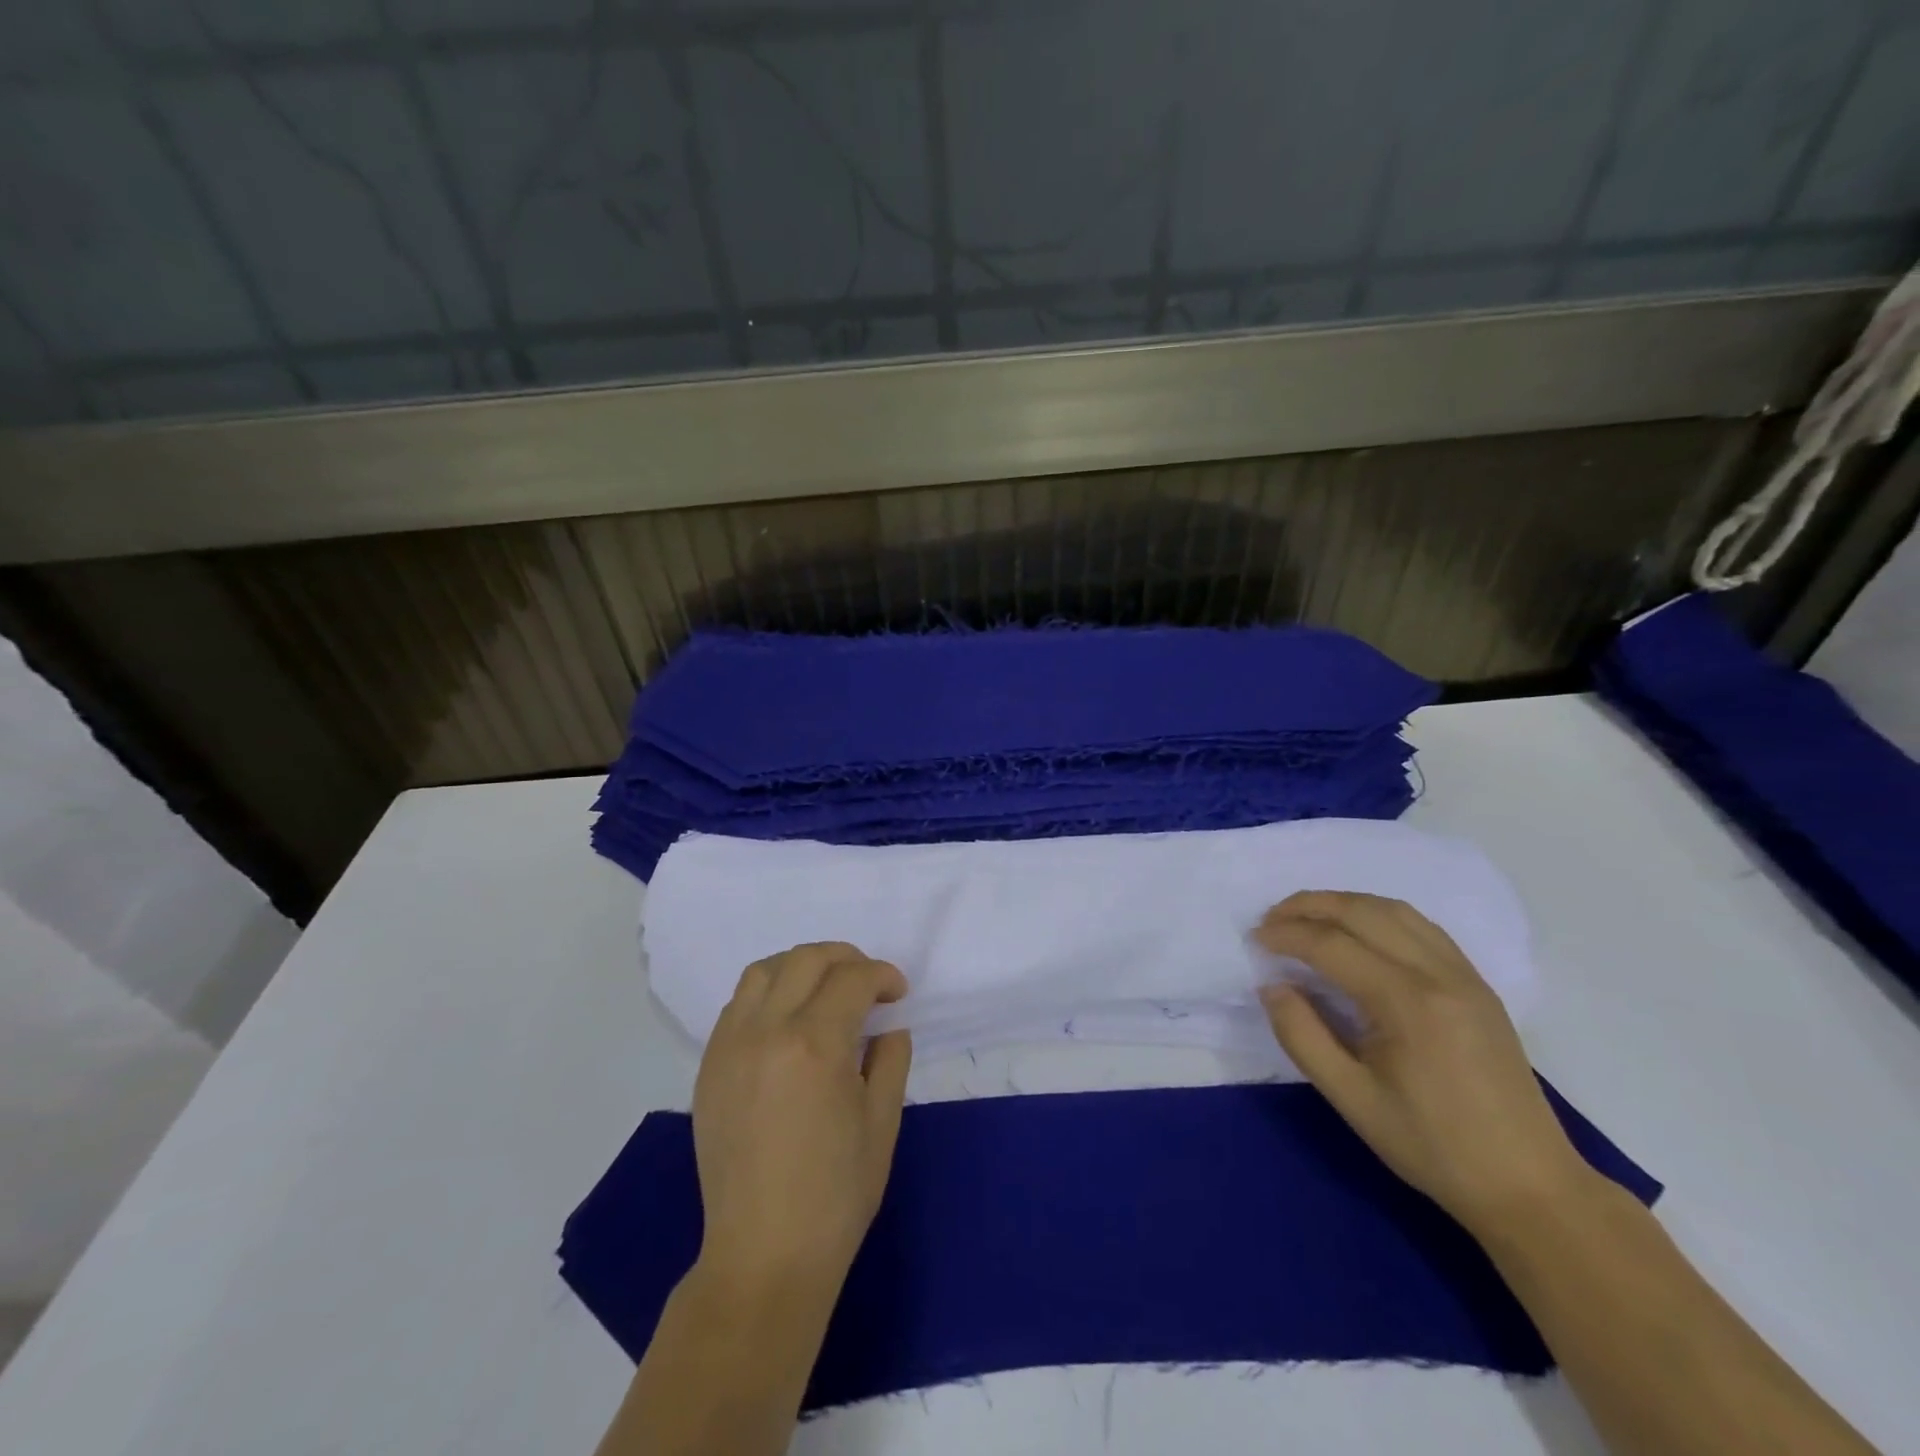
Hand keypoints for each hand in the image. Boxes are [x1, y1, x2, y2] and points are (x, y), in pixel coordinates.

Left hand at [691, 942, 912, 1294]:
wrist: (764, 1256)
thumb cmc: (835, 1195)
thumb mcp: (882, 1124)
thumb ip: (890, 1060)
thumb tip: (888, 1027)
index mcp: (815, 1044)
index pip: (853, 979)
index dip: (883, 976)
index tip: (898, 994)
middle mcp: (767, 1031)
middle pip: (806, 959)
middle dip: (846, 958)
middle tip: (868, 980)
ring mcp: (730, 1047)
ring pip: (764, 971)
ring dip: (801, 966)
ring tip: (825, 988)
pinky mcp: (709, 1067)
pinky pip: (738, 1004)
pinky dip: (768, 992)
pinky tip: (787, 1018)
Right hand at [1256, 891, 1593, 1235]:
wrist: (1528, 1185)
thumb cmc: (1432, 1147)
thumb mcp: (1351, 1099)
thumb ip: (1302, 1036)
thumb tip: (1272, 986)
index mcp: (1407, 1003)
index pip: (1332, 945)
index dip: (1286, 935)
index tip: (1254, 939)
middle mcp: (1439, 974)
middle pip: (1362, 912)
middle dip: (1309, 906)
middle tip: (1271, 918)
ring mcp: (1464, 975)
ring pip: (1394, 910)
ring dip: (1343, 903)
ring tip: (1307, 917)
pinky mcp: (1477, 985)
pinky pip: (1421, 927)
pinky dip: (1379, 914)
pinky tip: (1359, 931)